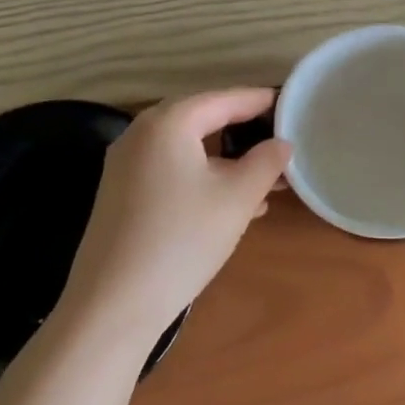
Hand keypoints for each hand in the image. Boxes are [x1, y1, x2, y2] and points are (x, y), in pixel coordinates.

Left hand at [62, 89, 291, 340]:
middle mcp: (141, 133)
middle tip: (280, 140)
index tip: (290, 104)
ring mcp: (125, 164)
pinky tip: (231, 203)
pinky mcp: (121, 193)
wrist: (113, 305)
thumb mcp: (237, 199)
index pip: (224, 99)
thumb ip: (266, 163)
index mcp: (168, 122)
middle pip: (202, 119)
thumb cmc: (182, 240)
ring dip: (226, 160)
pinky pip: (170, 169)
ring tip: (266, 178)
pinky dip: (202, 176)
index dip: (260, 101)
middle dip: (243, 131)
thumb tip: (282, 144)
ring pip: (187, 148)